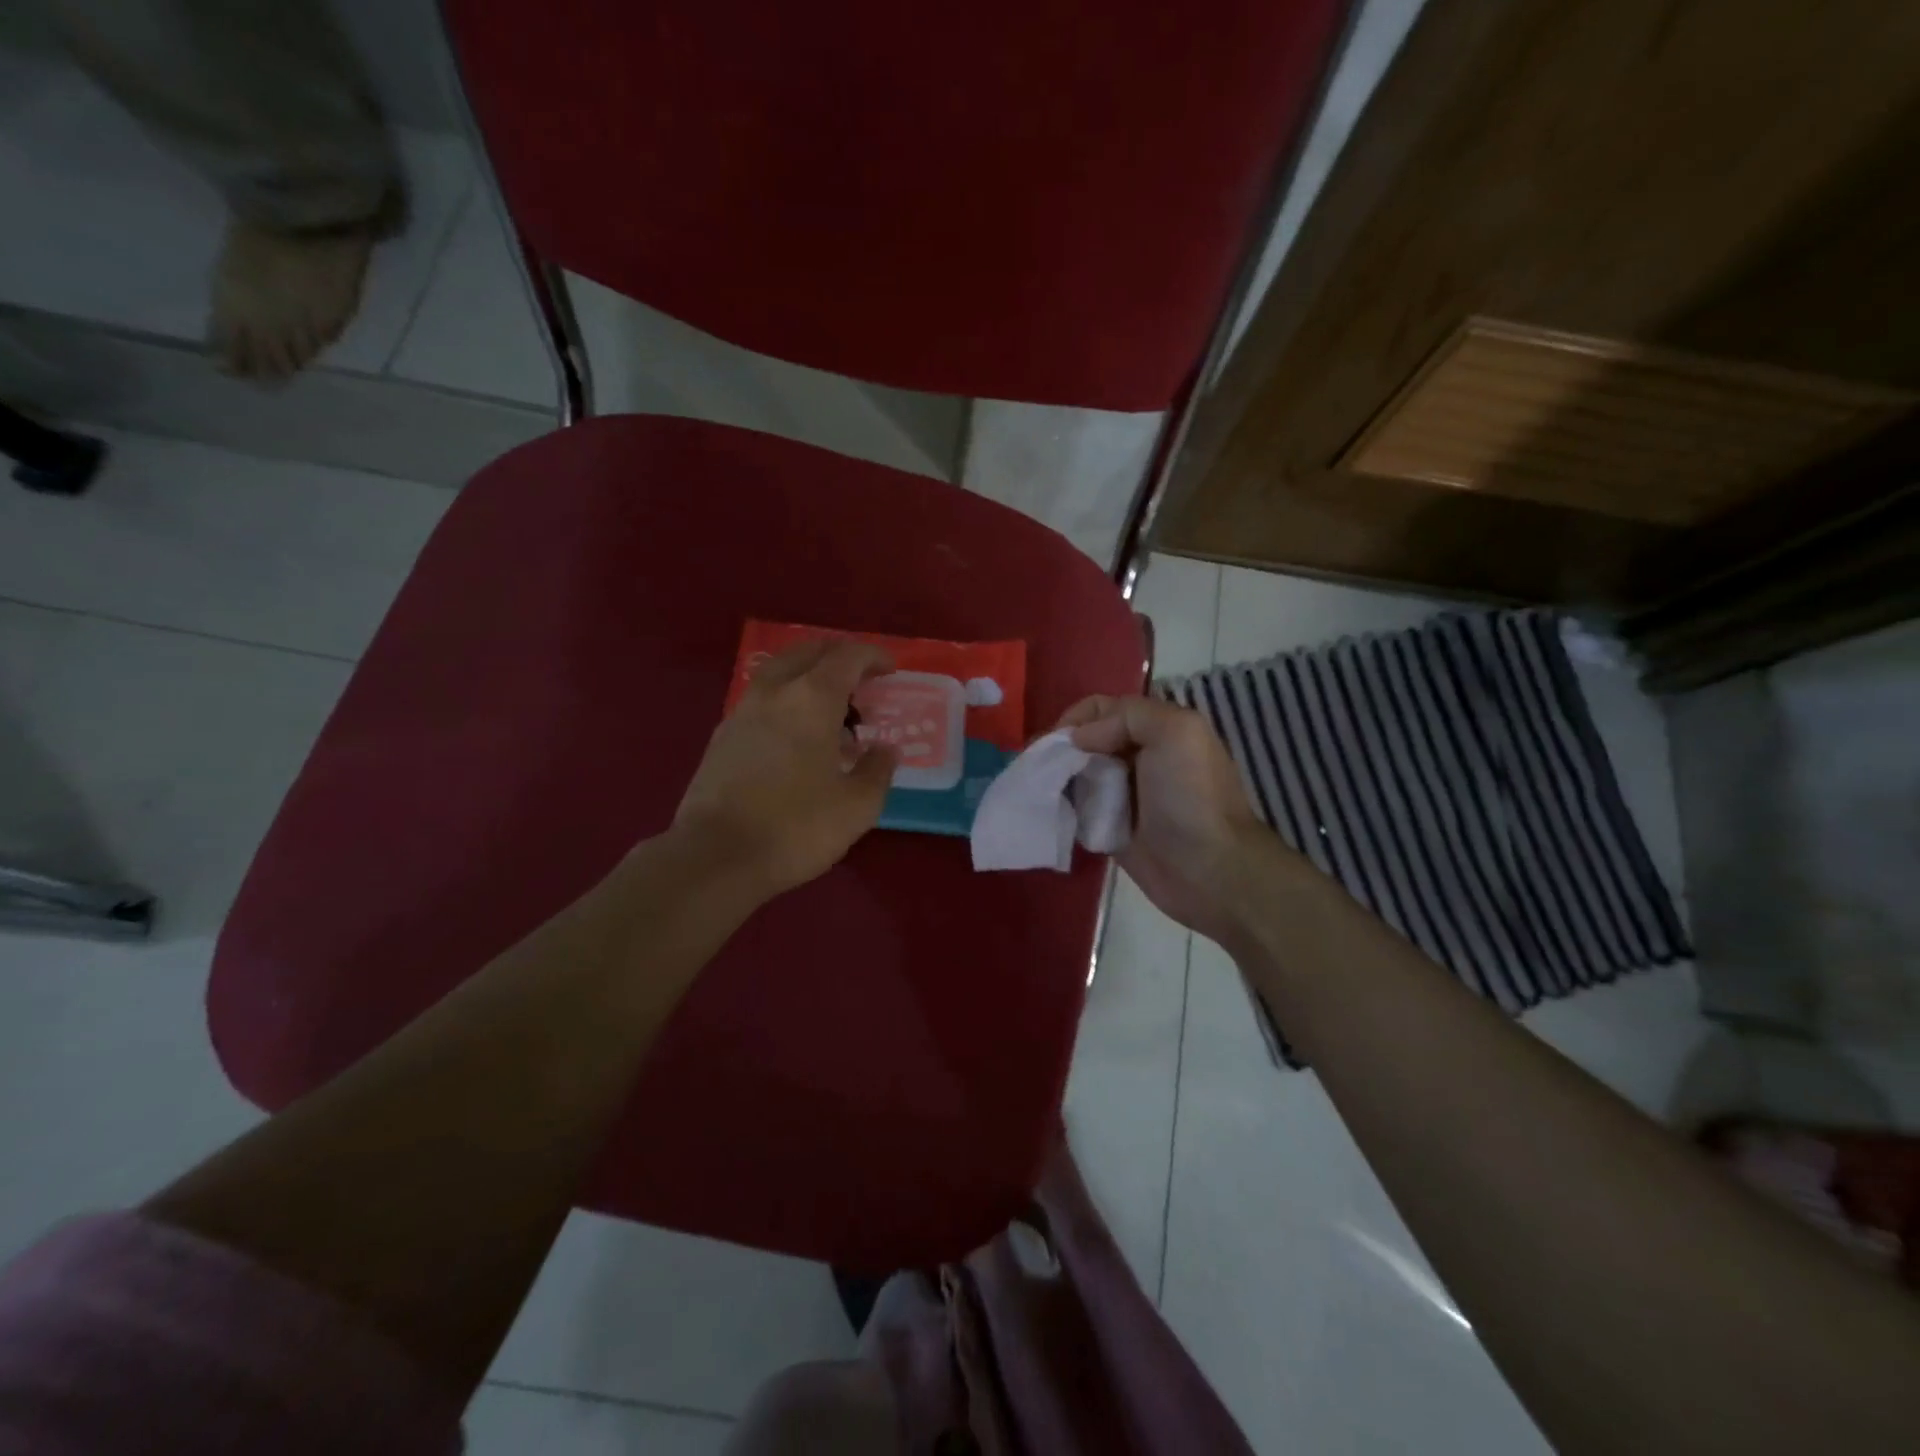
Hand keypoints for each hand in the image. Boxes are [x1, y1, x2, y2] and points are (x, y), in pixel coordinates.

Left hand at [675, 641, 897, 897]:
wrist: (715, 857)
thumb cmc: (796, 827)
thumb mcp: (857, 806)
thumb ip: (877, 770)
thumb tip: (885, 749)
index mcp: (812, 698)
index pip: (847, 656)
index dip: (873, 657)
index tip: (890, 669)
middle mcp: (774, 692)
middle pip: (809, 652)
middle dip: (839, 657)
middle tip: (861, 681)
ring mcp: (742, 711)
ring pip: (780, 672)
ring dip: (809, 677)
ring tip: (830, 711)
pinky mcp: (722, 736)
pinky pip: (762, 699)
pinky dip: (786, 700)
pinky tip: (795, 736)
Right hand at [1059, 695, 1290, 945]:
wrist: (1210, 870)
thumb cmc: (1191, 797)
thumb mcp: (1175, 733)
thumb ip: (1127, 717)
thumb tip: (1079, 738)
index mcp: (1157, 728)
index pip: (1103, 708)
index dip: (1075, 719)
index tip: (1053, 743)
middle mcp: (1139, 756)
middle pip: (1086, 740)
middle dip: (1059, 748)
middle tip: (1033, 766)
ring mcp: (1124, 793)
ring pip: (1078, 773)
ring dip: (1056, 777)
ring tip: (1034, 788)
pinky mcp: (1111, 827)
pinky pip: (1078, 808)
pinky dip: (1062, 806)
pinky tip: (1046, 810)